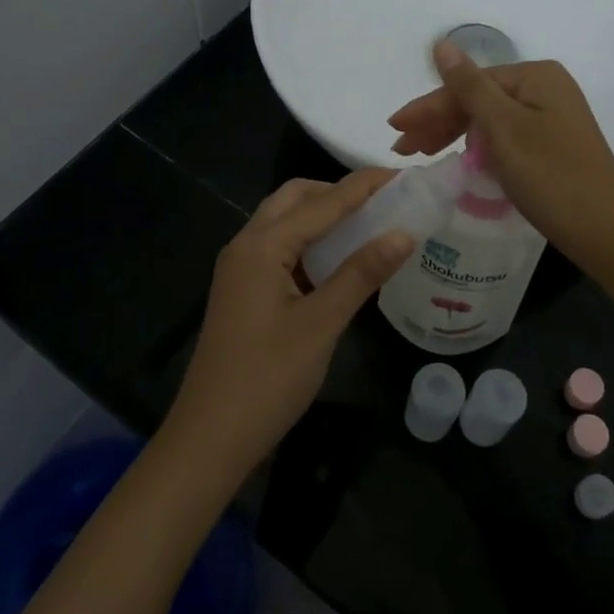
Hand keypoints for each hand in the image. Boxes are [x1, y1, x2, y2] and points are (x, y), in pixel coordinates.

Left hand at [162, 170, 411, 483]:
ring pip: (285, 222)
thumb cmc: (267, 378)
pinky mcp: (243, 290)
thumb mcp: (321, 323)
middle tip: (383, 203)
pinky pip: (280, 248)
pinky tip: (338, 261)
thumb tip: (404, 233)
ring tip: (368, 225)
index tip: (404, 176)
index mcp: (262, 245)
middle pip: (295, 198)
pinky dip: (310, 242)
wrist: (210, 438)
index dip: (365, 186)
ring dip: (323, 215)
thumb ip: (362, 273)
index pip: (323, 201)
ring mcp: (240, 268)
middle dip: (338, 193)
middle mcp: (246, 245)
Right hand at [388, 42, 613, 271]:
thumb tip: (441, 43)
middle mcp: (545, 89)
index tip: (394, 129)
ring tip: (419, 154)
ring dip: (453, 135)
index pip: (468, 85)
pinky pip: (503, 138)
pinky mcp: (552, 145)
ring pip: (488, 120)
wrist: (607, 232)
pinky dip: (478, 148)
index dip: (429, 107)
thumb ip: (469, 87)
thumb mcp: (504, 129)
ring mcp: (551, 118)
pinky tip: (458, 159)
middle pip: (478, 100)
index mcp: (535, 76)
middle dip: (438, 122)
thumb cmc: (552, 177)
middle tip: (401, 148)